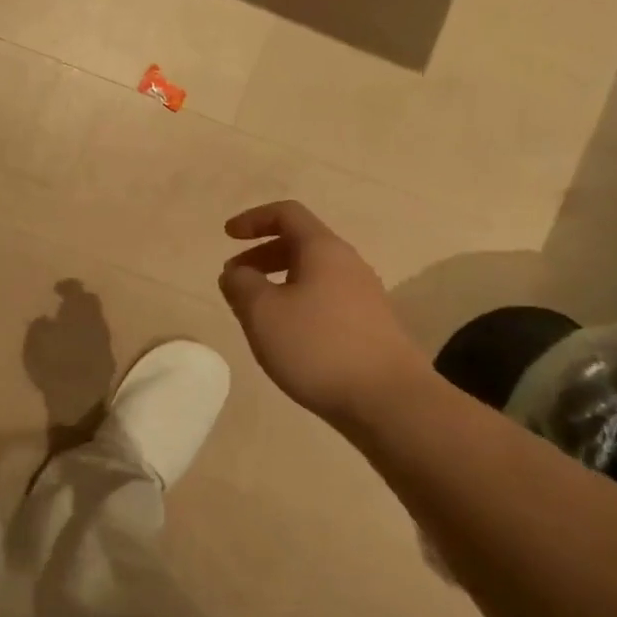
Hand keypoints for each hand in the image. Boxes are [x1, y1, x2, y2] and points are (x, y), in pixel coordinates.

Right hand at [218, 200, 432, 421]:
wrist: (389, 401)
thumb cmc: (318, 346)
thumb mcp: (262, 313)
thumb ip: (241, 285)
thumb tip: (236, 272)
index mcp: (323, 250)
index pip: (287, 214)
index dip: (254, 219)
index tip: (227, 236)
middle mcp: (348, 265)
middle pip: (301, 243)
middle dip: (262, 254)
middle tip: (235, 278)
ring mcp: (364, 296)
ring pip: (314, 274)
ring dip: (279, 282)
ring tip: (256, 311)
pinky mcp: (371, 327)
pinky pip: (326, 300)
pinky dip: (298, 304)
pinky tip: (287, 336)